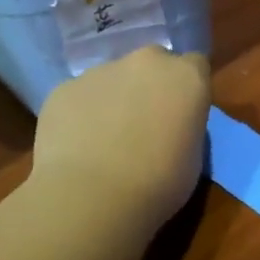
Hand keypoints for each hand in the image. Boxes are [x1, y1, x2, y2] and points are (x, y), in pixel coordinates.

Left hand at [31, 47, 211, 230]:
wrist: (92, 196)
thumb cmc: (159, 184)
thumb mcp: (193, 157)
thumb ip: (184, 126)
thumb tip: (168, 125)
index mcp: (186, 77)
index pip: (196, 65)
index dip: (187, 89)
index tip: (182, 113)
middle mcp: (145, 62)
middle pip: (152, 63)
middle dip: (150, 85)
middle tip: (144, 123)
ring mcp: (100, 71)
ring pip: (112, 78)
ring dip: (113, 99)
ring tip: (104, 141)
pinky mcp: (64, 87)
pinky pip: (79, 96)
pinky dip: (81, 114)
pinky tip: (77, 146)